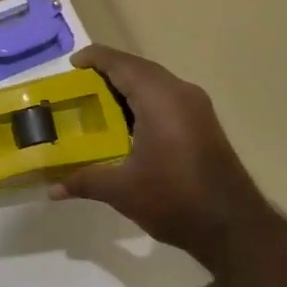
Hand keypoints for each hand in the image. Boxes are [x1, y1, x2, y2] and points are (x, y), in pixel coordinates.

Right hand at [51, 45, 263, 270]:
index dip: (94, 59)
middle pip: (138, 68)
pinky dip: (143, 99)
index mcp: (159, 98)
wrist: (234, 227)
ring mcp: (196, 106)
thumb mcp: (122, 190)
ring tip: (96, 102)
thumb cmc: (174, 199)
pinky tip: (126, 123)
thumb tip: (52, 189)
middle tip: (77, 86)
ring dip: (127, 86)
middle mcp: (180, 92)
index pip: (121, 64)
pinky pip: (167, 97)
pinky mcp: (203, 122)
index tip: (70, 65)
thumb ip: (85, 180)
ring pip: (154, 82)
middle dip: (108, 72)